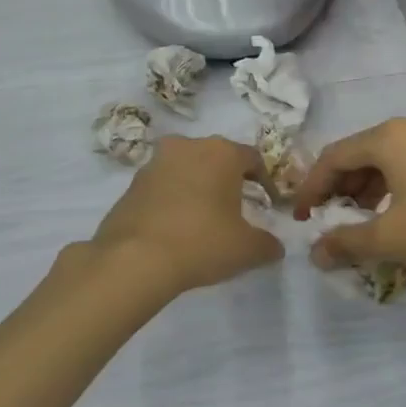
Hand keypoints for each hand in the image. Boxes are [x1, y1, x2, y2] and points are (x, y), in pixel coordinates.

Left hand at [88, 136, 284, 296]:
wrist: (134, 260)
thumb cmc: (202, 243)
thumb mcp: (247, 249)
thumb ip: (268, 244)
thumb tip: (274, 246)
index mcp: (222, 152)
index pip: (253, 159)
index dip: (265, 182)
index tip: (269, 205)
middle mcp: (188, 146)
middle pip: (217, 159)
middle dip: (229, 180)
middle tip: (237, 209)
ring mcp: (155, 163)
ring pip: (187, 170)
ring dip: (198, 188)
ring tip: (205, 219)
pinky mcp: (131, 184)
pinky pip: (163, 187)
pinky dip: (174, 200)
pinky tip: (177, 228)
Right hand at [293, 116, 405, 288]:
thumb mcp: (392, 239)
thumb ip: (346, 243)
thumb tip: (315, 253)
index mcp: (391, 138)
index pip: (334, 157)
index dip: (311, 189)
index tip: (300, 219)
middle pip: (363, 154)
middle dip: (342, 189)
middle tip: (330, 220)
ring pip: (393, 160)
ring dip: (371, 190)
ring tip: (365, 222)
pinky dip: (400, 187)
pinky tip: (403, 215)